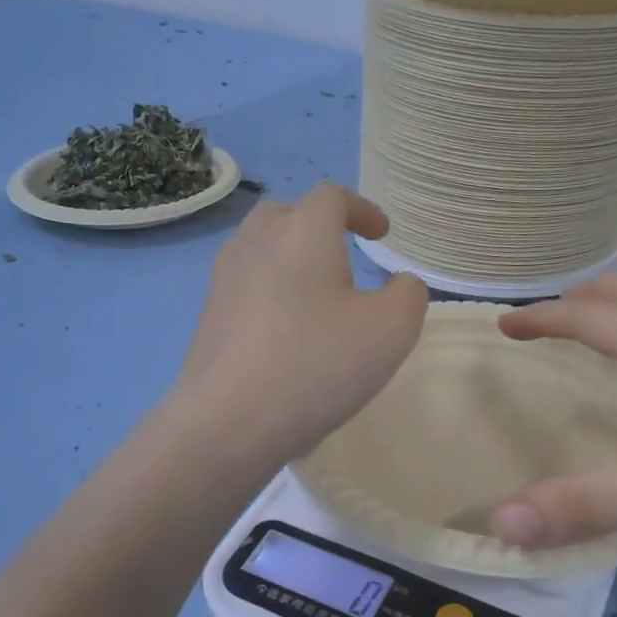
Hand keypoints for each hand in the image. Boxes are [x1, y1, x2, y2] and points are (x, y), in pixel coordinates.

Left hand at [174, 184, 427, 460]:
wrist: (229, 419)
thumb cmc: (317, 364)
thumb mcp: (392, 330)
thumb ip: (409, 295)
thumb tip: (400, 284)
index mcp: (302, 231)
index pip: (332, 196)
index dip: (361, 209)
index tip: (380, 234)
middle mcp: (256, 241)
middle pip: (288, 215)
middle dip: (319, 228)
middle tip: (343, 257)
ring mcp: (224, 279)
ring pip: (260, 250)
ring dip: (291, 260)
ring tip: (315, 296)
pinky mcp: (207, 316)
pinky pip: (246, 287)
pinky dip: (270, 293)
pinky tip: (285, 333)